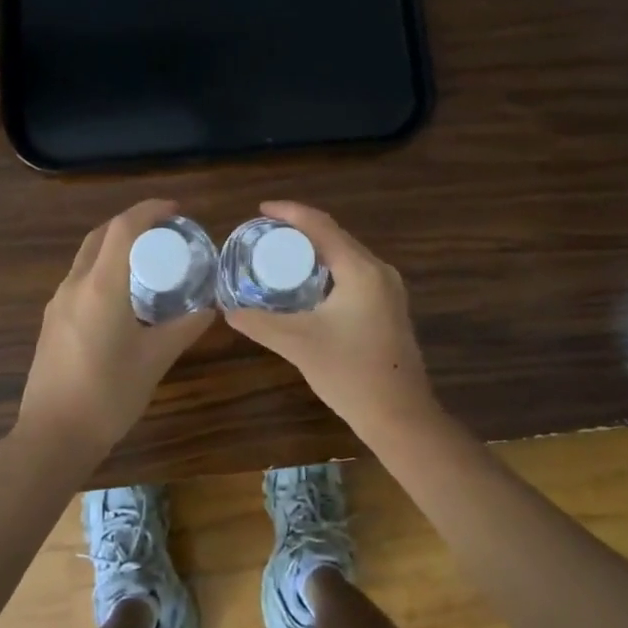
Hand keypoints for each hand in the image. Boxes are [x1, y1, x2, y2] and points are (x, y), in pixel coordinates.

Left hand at [19, 199, 213, 454]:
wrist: (52, 437)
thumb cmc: (108, 394)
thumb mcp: (155, 360)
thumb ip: (184, 328)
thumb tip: (209, 309)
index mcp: (101, 286)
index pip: (124, 228)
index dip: (149, 210)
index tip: (176, 210)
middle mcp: (75, 285)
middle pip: (101, 235)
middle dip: (132, 223)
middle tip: (164, 231)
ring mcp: (58, 303)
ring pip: (86, 257)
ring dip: (115, 246)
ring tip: (147, 259)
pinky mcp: (52, 322)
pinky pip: (79, 279)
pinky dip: (103, 269)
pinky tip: (123, 294)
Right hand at [223, 202, 437, 437]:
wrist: (401, 417)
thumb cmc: (350, 374)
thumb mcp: (298, 344)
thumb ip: (260, 323)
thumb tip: (227, 309)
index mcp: (361, 270)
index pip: (321, 226)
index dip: (290, 213)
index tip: (260, 211)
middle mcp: (379, 271)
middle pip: (335, 236)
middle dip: (300, 230)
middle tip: (264, 234)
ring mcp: (389, 290)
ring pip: (346, 255)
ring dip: (315, 250)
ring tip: (280, 253)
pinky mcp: (389, 307)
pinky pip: (354, 273)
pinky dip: (329, 269)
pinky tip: (308, 284)